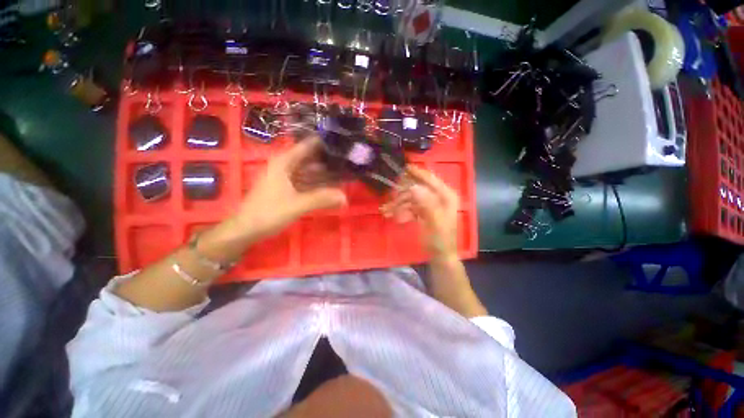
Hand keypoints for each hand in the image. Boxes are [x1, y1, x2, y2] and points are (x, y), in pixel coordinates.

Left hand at [235, 137, 346, 239]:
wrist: (245, 230)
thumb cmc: (268, 213)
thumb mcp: (297, 205)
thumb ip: (322, 199)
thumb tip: (345, 197)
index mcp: (284, 162)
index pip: (308, 145)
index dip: (326, 144)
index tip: (344, 145)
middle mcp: (286, 165)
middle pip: (312, 159)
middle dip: (330, 162)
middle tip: (350, 164)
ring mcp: (286, 177)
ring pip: (310, 172)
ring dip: (326, 175)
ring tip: (345, 176)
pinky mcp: (287, 188)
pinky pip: (307, 183)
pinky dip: (318, 185)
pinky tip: (331, 189)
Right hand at [381, 166, 458, 259]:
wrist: (440, 256)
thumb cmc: (440, 240)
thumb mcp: (435, 223)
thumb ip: (426, 204)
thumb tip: (414, 187)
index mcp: (446, 196)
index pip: (431, 179)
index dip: (418, 173)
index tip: (404, 168)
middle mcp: (439, 197)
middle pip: (417, 189)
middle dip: (402, 194)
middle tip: (389, 198)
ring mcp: (430, 204)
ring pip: (411, 198)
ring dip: (398, 204)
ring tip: (386, 211)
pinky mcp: (423, 211)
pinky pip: (409, 206)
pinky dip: (400, 209)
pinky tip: (391, 214)